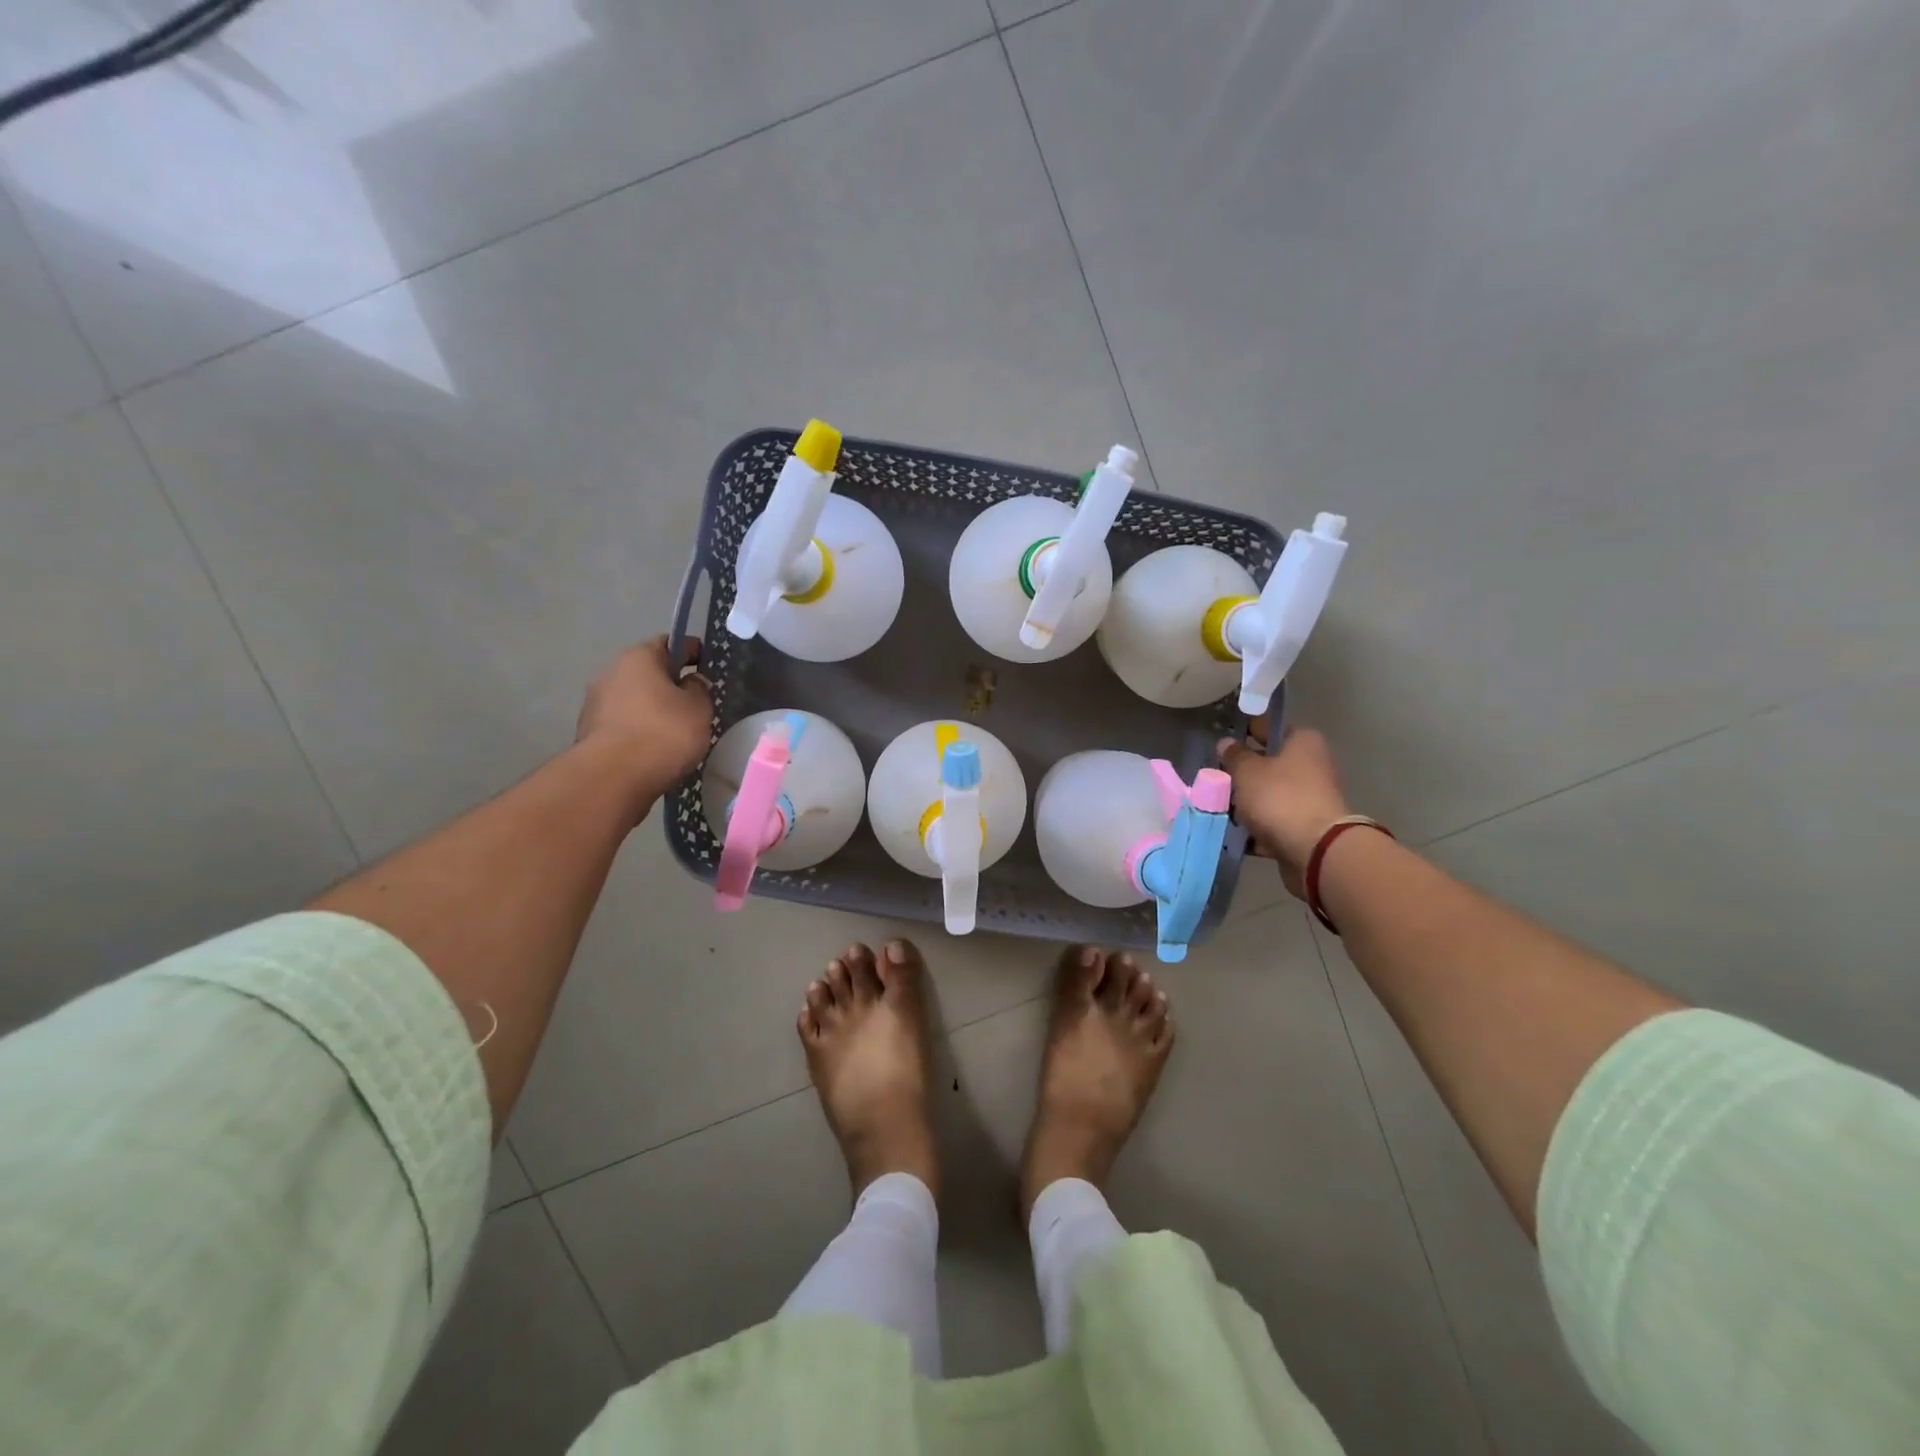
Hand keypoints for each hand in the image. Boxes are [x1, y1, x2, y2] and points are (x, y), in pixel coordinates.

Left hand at [575, 637, 713, 810]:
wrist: (613, 778)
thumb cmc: (663, 733)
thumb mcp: (699, 708)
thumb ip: (699, 689)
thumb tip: (689, 683)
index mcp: (639, 657)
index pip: (670, 642)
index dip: (692, 651)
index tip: (707, 665)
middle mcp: (610, 672)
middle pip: (647, 672)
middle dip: (669, 684)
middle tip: (693, 703)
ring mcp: (594, 704)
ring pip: (633, 700)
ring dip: (651, 709)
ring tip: (674, 732)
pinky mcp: (589, 733)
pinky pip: (622, 725)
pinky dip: (638, 731)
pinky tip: (654, 750)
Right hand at [1216, 723, 1351, 898]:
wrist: (1315, 850)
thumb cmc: (1280, 798)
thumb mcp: (1247, 771)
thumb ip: (1234, 756)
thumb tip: (1226, 743)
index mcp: (1303, 742)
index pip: (1269, 727)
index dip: (1245, 730)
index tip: (1222, 739)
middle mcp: (1311, 766)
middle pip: (1268, 763)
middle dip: (1242, 772)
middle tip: (1214, 776)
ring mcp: (1309, 799)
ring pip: (1268, 794)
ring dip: (1246, 802)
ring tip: (1216, 806)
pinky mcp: (1304, 827)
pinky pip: (1272, 821)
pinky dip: (1254, 827)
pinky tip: (1230, 831)